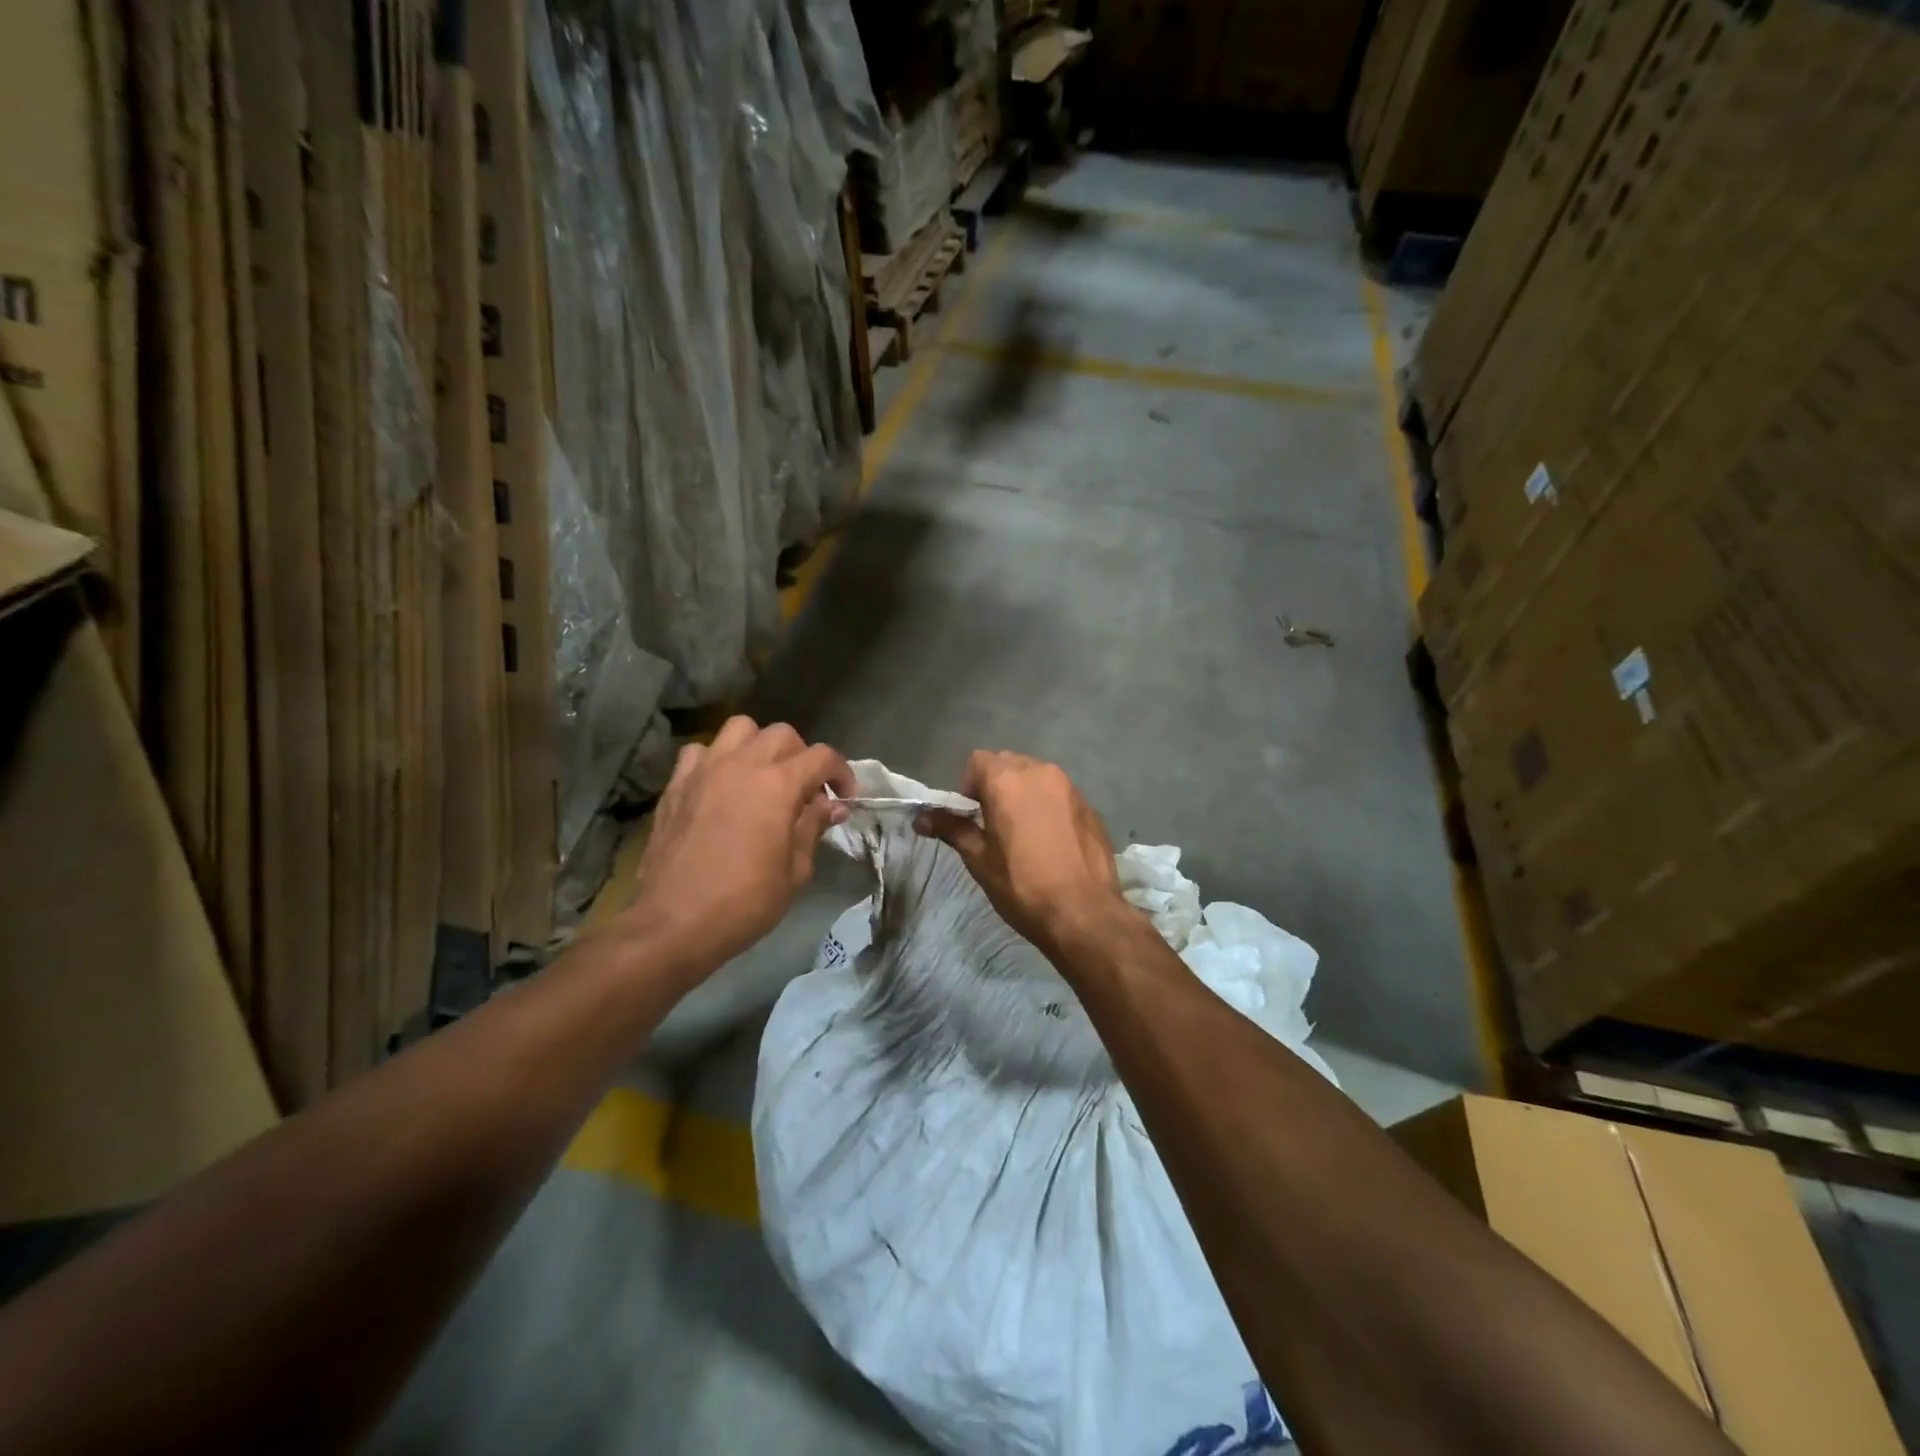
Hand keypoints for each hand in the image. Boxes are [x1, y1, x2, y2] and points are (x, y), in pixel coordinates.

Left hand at [622, 716, 854, 981]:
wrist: (673, 924)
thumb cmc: (744, 903)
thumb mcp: (795, 871)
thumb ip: (813, 827)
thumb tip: (832, 806)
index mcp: (778, 785)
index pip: (822, 756)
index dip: (841, 773)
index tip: (845, 799)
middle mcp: (742, 765)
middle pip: (783, 734)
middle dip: (803, 757)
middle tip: (805, 791)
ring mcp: (705, 770)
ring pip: (740, 729)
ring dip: (759, 746)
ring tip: (762, 776)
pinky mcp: (676, 784)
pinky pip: (700, 751)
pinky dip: (716, 759)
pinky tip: (721, 785)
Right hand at [916, 750, 1126, 952]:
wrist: (1083, 913)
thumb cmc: (1021, 885)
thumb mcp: (979, 858)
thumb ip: (951, 828)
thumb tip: (920, 818)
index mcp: (1007, 779)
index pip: (977, 760)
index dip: (969, 785)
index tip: (972, 816)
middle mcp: (1040, 772)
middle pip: (1008, 763)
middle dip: (996, 785)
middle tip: (994, 824)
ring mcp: (1070, 786)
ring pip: (1037, 776)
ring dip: (1024, 793)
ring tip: (1025, 832)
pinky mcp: (1090, 805)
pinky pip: (1060, 794)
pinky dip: (1050, 806)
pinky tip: (1052, 841)